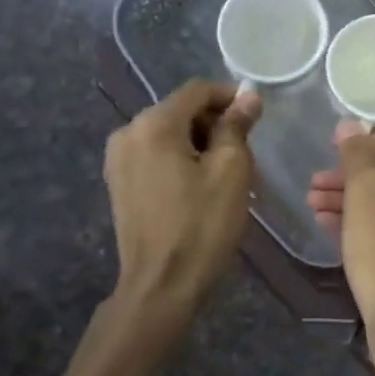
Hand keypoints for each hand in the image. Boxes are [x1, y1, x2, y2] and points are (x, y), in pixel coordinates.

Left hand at [104, 80, 260, 322]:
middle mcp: (128, 132)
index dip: (230, 96)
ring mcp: (118, 159)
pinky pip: (155, 154)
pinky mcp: (118, 182)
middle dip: (214, 121)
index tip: (257, 115)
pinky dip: (180, 158)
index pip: (198, 90)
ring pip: (168, 133)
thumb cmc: (202, 224)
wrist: (161, 285)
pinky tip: (199, 185)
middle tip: (245, 149)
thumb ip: (237, 126)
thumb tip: (248, 96)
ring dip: (199, 142)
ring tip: (225, 171)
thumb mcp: (231, 170)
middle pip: (180, 110)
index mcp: (154, 124)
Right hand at [307, 122, 374, 348]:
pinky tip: (331, 224)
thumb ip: (358, 156)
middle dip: (352, 180)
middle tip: (314, 182)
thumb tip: (351, 124)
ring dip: (355, 203)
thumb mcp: (366, 198)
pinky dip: (370, 226)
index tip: (328, 143)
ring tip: (313, 203)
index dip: (361, 145)